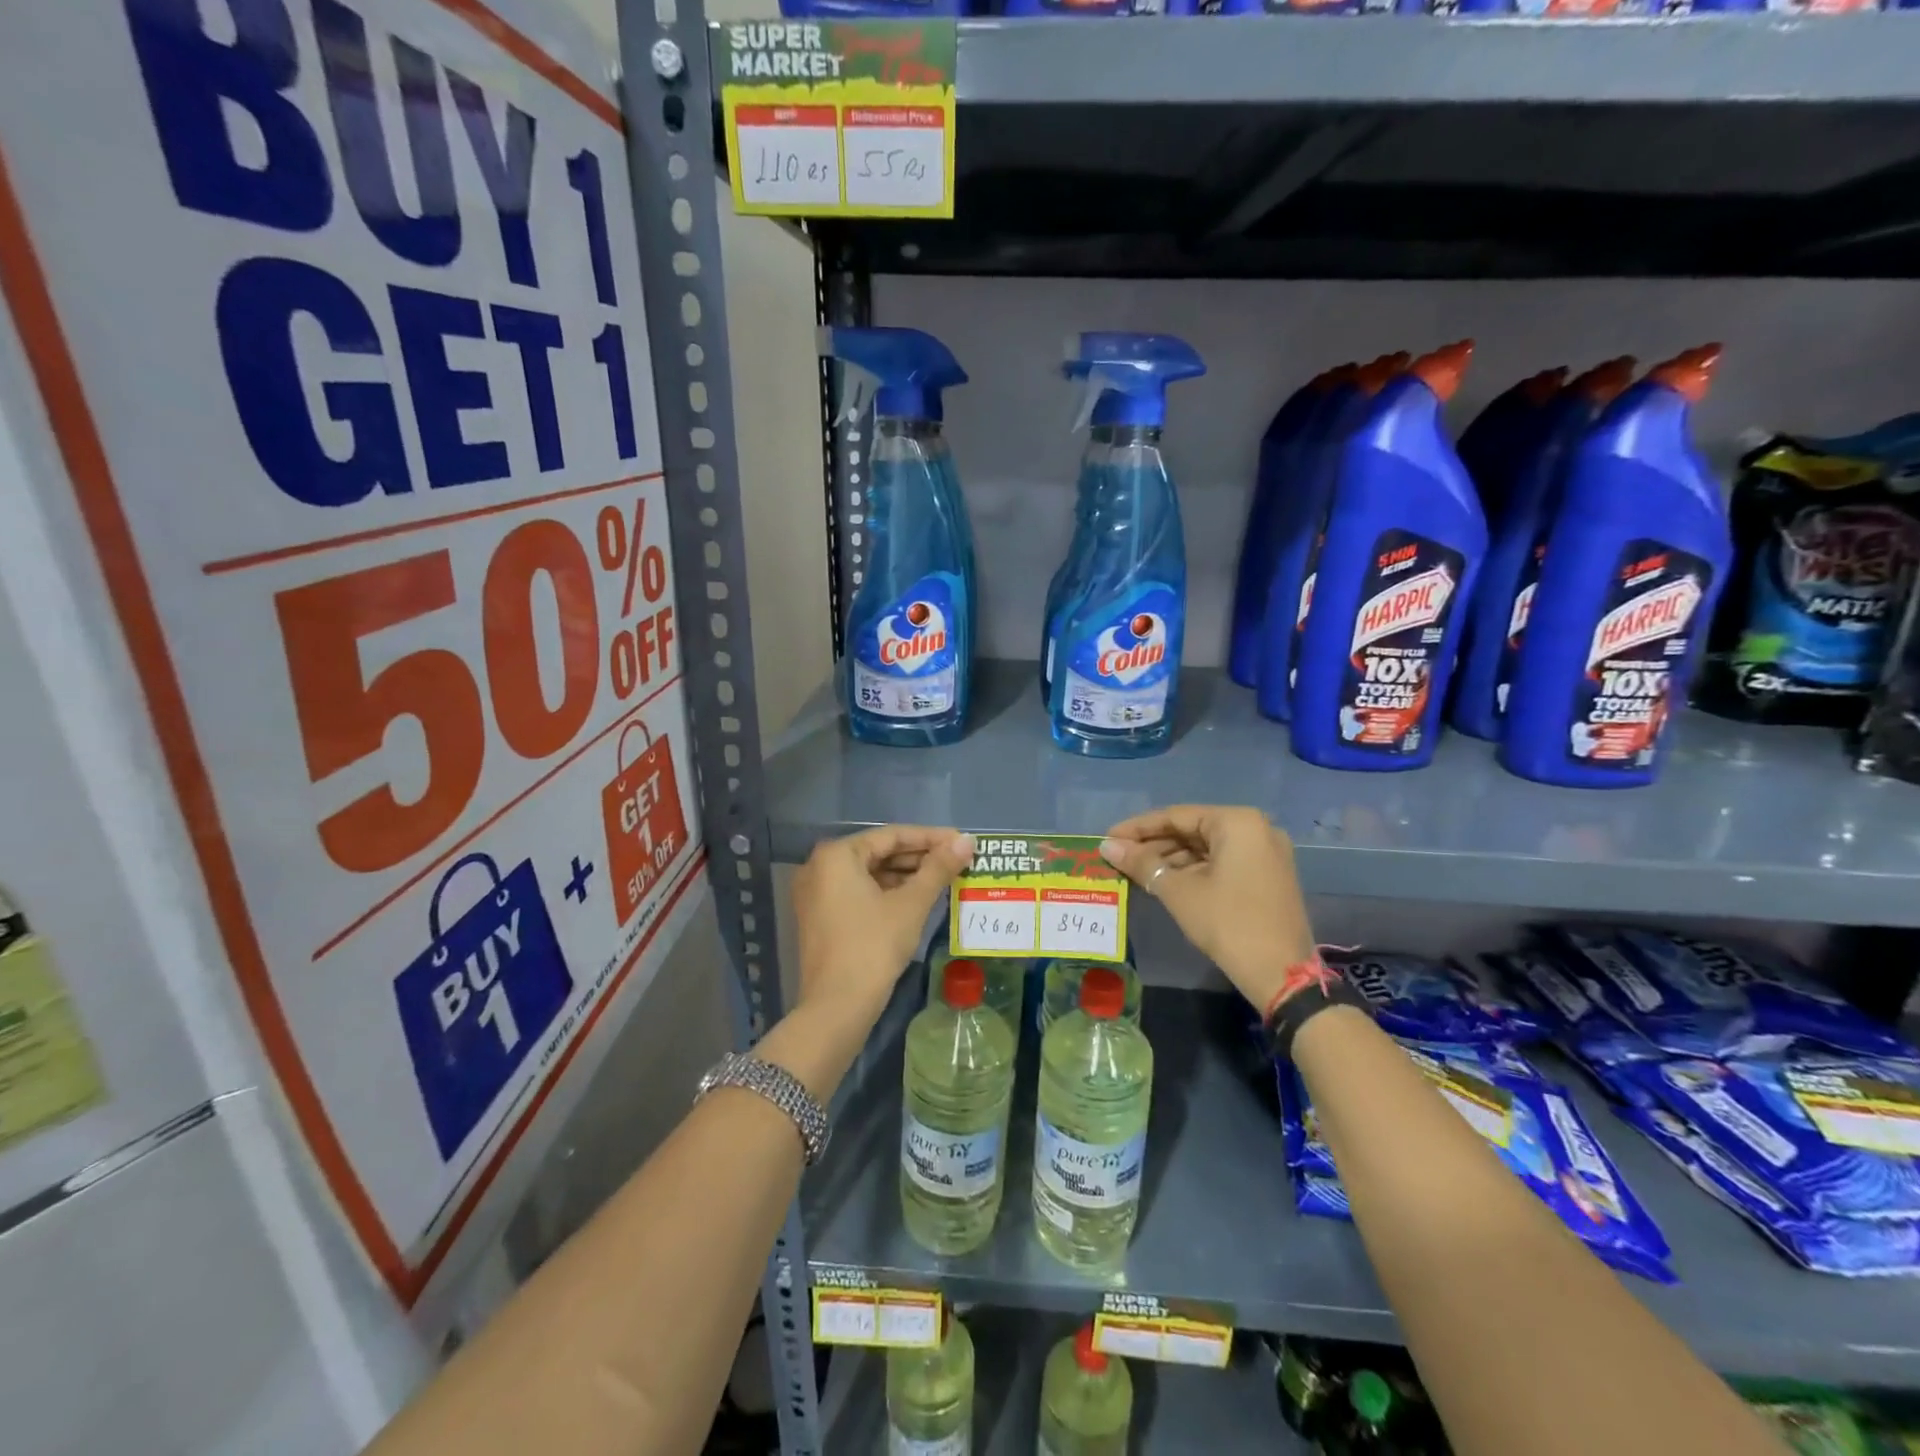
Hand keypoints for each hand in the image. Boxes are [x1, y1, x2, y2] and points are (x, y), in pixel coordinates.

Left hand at [792, 826, 974, 1024]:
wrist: (836, 1008)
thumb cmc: (873, 947)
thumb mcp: (911, 904)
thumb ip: (938, 868)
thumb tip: (967, 840)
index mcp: (837, 855)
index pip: (892, 835)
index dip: (931, 837)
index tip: (962, 841)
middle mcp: (820, 867)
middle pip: (879, 853)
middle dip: (919, 857)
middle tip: (957, 860)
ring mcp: (816, 893)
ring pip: (870, 874)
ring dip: (906, 876)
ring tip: (944, 878)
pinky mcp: (820, 917)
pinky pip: (859, 892)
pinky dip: (888, 893)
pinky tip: (918, 898)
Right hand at [1100, 806, 1314, 1009]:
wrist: (1282, 975)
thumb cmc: (1227, 923)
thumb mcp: (1178, 891)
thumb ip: (1141, 863)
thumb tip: (1106, 846)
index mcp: (1237, 822)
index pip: (1176, 816)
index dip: (1138, 828)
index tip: (1108, 838)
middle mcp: (1257, 828)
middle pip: (1193, 829)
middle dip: (1154, 845)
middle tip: (1119, 857)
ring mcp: (1266, 853)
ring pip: (1207, 847)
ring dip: (1171, 859)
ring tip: (1136, 872)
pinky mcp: (1268, 876)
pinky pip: (1223, 862)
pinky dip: (1194, 870)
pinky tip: (1165, 882)